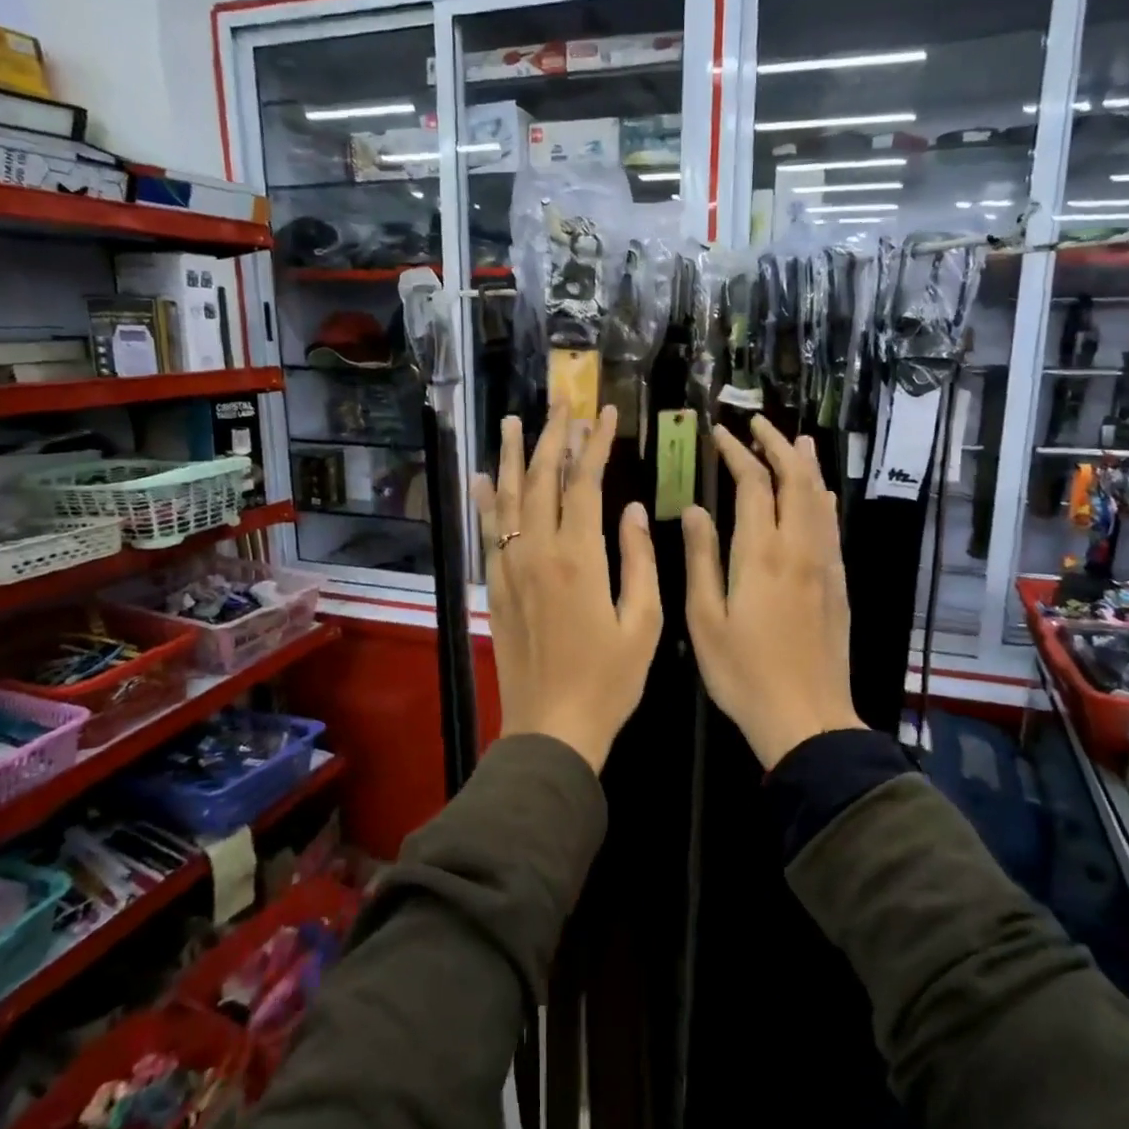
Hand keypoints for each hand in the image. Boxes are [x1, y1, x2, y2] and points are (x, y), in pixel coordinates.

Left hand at [472, 404, 661, 773]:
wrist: (552, 727)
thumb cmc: (609, 680)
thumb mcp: (644, 623)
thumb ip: (639, 561)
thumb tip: (635, 509)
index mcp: (580, 557)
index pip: (584, 482)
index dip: (594, 443)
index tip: (604, 412)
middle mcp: (538, 552)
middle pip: (542, 479)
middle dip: (553, 436)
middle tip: (561, 402)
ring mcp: (512, 568)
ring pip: (510, 498)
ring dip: (515, 456)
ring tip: (516, 421)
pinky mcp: (498, 586)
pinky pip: (488, 532)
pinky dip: (486, 501)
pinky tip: (484, 477)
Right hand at [683, 417, 864, 770]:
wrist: (807, 718)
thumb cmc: (743, 673)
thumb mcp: (705, 619)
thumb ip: (701, 558)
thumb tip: (696, 509)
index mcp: (761, 554)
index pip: (753, 484)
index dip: (737, 453)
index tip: (719, 434)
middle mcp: (798, 548)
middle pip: (795, 480)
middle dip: (777, 445)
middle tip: (757, 424)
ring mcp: (824, 565)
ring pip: (819, 498)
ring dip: (805, 464)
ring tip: (795, 441)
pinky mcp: (838, 583)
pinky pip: (831, 526)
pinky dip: (822, 498)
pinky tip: (819, 495)